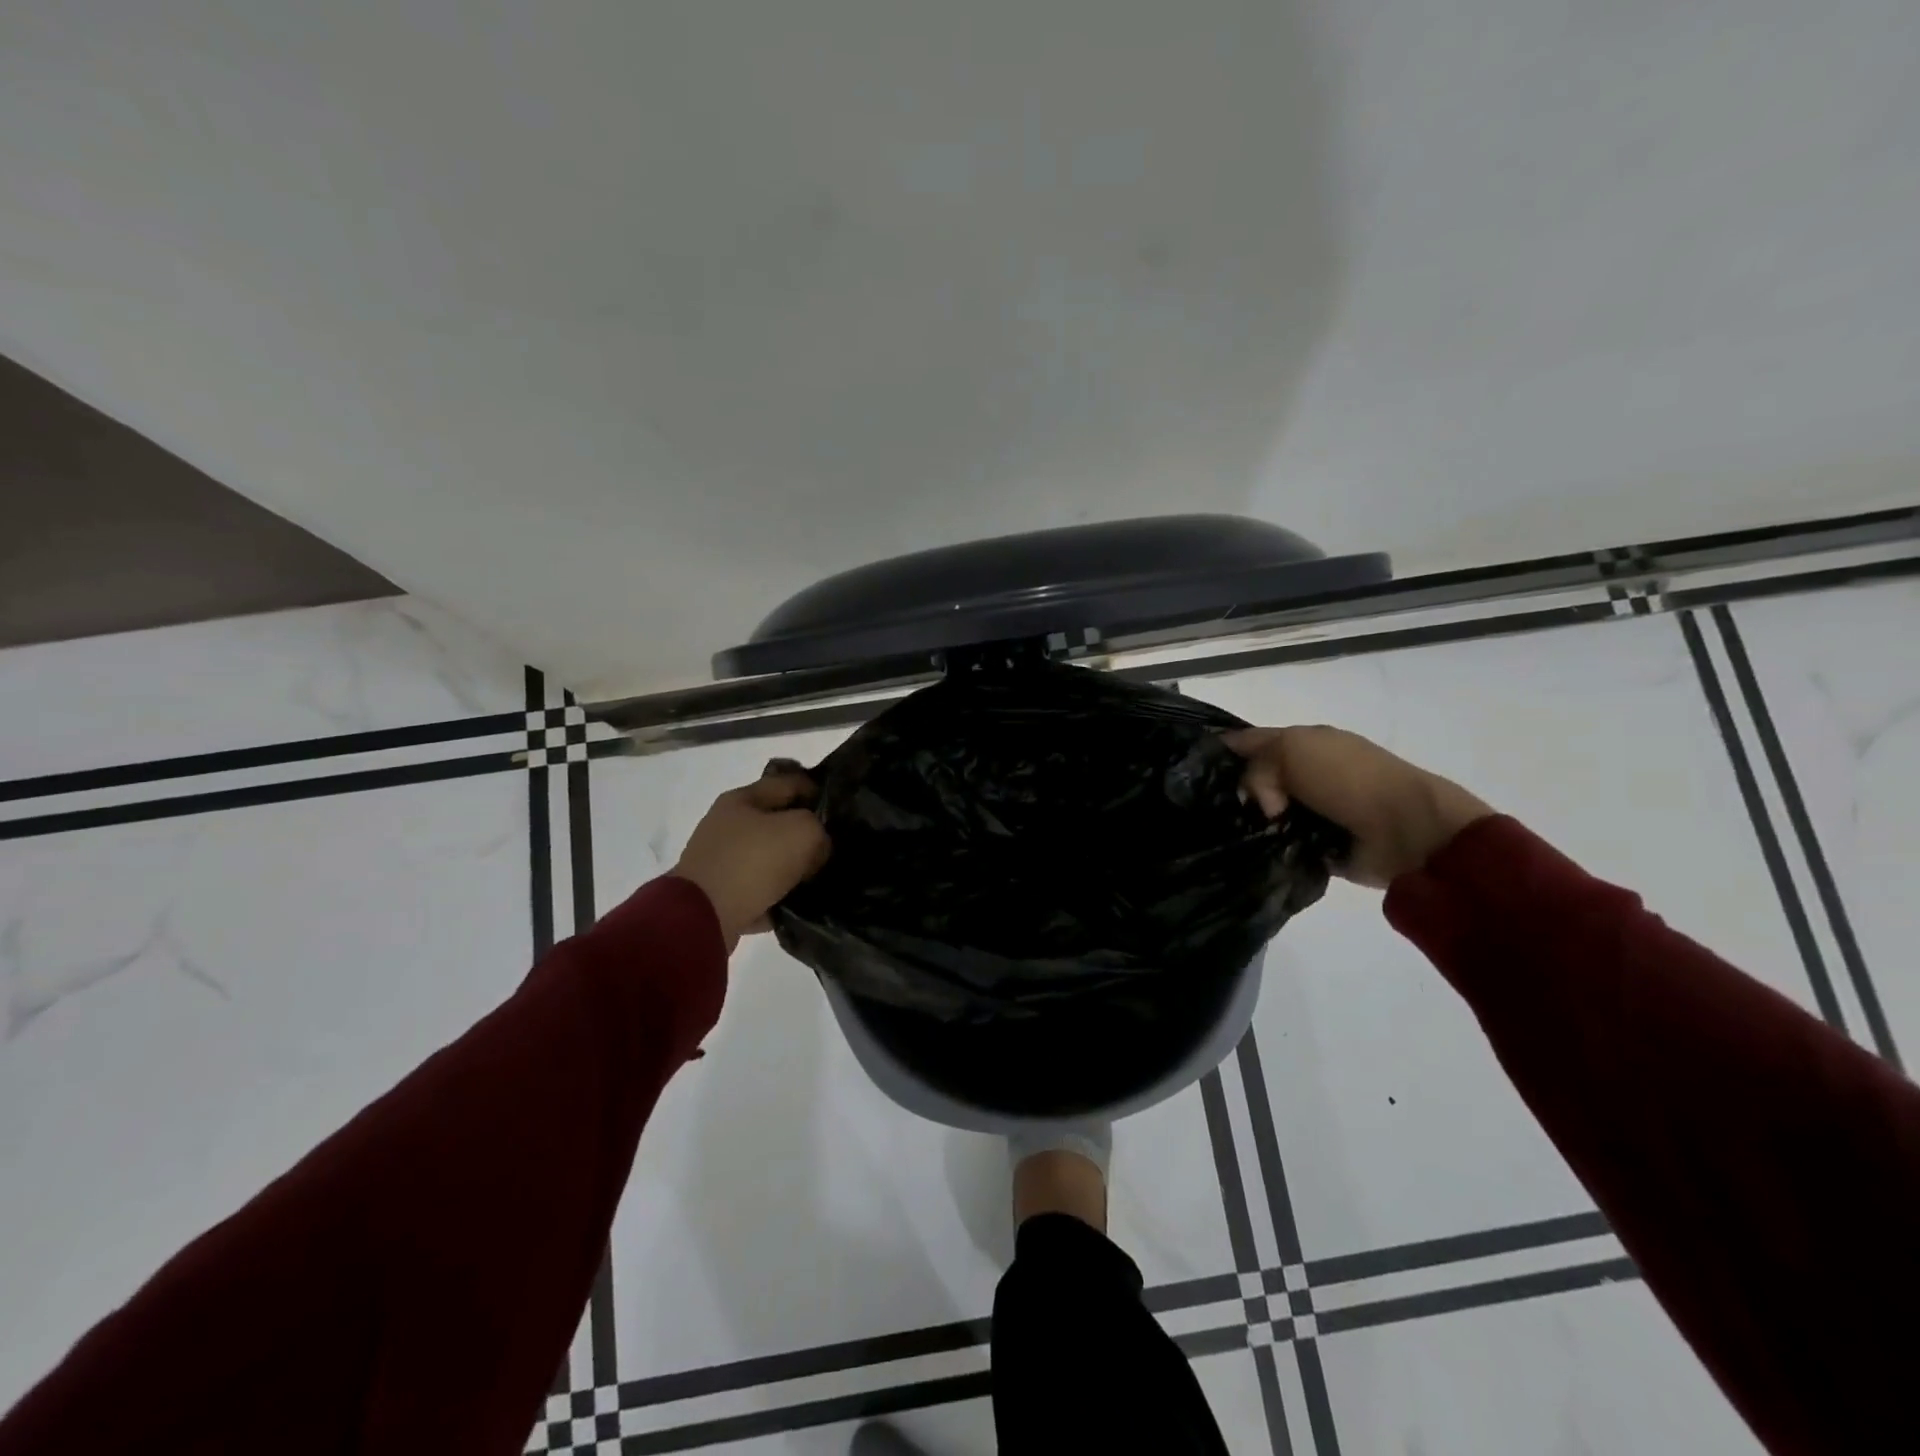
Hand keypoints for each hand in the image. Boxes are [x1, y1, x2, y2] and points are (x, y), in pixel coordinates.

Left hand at [672, 768, 830, 951]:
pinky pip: (758, 890)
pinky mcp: (719, 894)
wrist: (703, 917)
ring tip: (819, 878)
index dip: (818, 791)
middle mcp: (727, 825)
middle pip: (777, 821)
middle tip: (833, 846)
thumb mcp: (802, 831)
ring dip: (791, 867)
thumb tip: (818, 847)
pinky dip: (776, 896)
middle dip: (805, 832)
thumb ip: (819, 829)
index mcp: (742, 799)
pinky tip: (797, 904)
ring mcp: (720, 861)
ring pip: (768, 857)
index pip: (788, 783)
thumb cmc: (753, 862)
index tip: (841, 809)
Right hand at [1222, 726, 1492, 887]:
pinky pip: (1280, 845)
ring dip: (1249, 823)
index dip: (1220, 750)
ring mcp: (1312, 810)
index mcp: (1303, 742)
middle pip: (1251, 779)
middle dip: (1230, 791)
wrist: (1408, 830)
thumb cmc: (1348, 779)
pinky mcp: (1318, 845)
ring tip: (1226, 835)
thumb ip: (1256, 766)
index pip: (1249, 741)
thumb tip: (1259, 803)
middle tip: (1207, 808)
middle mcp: (1304, 773)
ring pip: (1262, 814)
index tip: (1190, 768)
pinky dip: (1268, 849)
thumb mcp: (1291, 751)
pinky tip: (1250, 854)